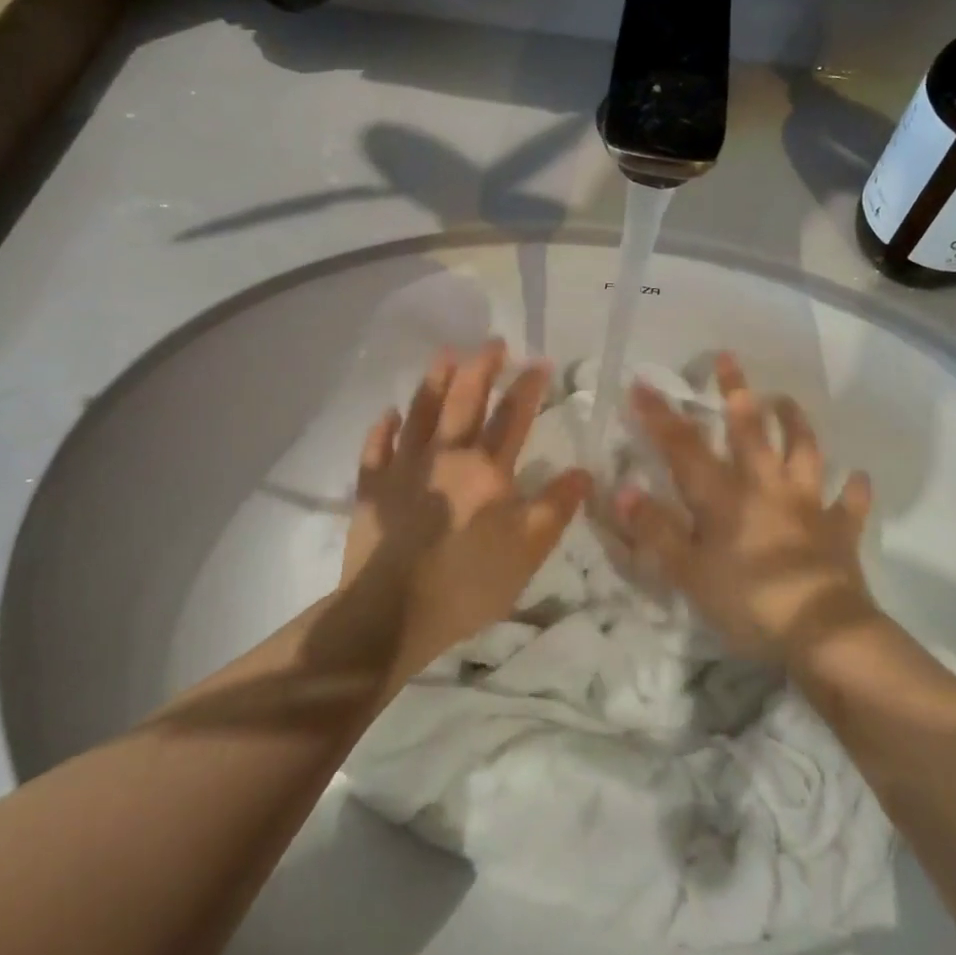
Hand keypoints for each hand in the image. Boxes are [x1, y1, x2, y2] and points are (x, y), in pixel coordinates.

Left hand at [342, 340, 590, 679]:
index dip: (527, 387)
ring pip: (420, 413)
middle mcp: (446, 456)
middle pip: (465, 401)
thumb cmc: (467, 583)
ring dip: (434, 381)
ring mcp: (404, 468)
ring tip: (445, 354)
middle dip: (481, 367)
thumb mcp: (527, 553)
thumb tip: (583, 472)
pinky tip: (388, 413)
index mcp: (487, 470)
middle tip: (492, 341)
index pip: (512, 417)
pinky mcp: (372, 488)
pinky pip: (376, 448)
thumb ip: (555, 508)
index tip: (539, 361)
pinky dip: (383, 428)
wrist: (391, 612)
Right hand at [613, 352, 875, 661]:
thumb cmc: (748, 601)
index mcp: (724, 496)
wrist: (823, 633)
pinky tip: (857, 477)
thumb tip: (623, 489)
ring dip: (795, 423)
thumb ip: (655, 529)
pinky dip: (852, 489)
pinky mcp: (839, 530)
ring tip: (786, 400)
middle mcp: (766, 486)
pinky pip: (848, 504)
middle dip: (736, 391)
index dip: (660, 416)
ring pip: (804, 451)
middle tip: (728, 358)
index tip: (642, 384)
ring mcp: (807, 504)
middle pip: (750, 430)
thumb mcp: (688, 572)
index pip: (684, 447)